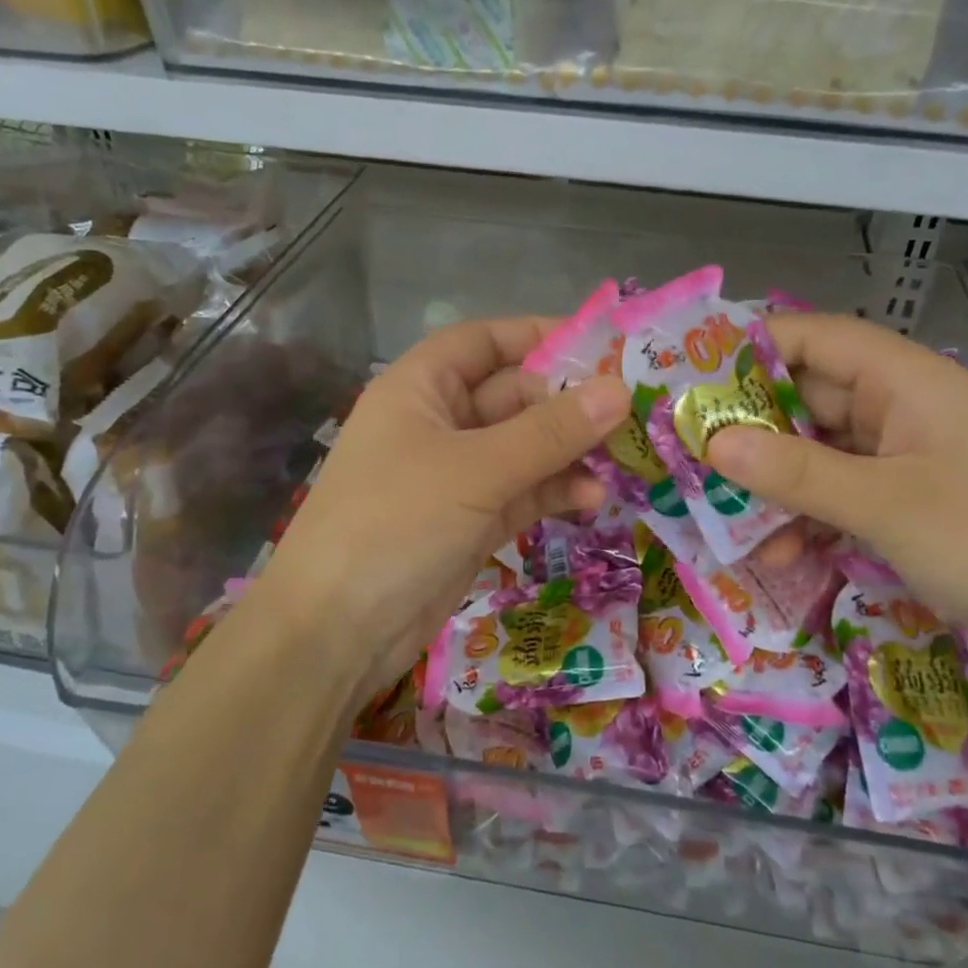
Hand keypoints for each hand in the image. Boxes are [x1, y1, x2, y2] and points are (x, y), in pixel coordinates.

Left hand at [240, 317, 629, 696]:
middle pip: (514, 396)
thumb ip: (551, 431)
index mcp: (421, 388)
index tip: (602, 345)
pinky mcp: (471, 521)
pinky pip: (523, 492)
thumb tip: (619, 390)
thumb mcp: (477, 469)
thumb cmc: (396, 522)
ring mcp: (456, 475)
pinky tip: (592, 500)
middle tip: (631, 412)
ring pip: (525, 448)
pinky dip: (555, 492)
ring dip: (570, 452)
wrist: (336, 631)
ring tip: (621, 461)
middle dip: (568, 404)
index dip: (539, 336)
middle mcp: (438, 423)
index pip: (485, 342)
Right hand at [708, 314, 967, 688]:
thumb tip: (712, 442)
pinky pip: (839, 496)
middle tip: (686, 450)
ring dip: (773, 482)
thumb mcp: (887, 506)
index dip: (750, 349)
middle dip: (749, 426)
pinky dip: (807, 518)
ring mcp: (904, 460)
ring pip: (817, 453)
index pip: (814, 338)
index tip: (689, 377)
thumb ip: (796, 473)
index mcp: (906, 381)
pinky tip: (777, 553)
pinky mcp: (906, 506)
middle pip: (808, 398)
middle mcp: (901, 409)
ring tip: (717, 511)